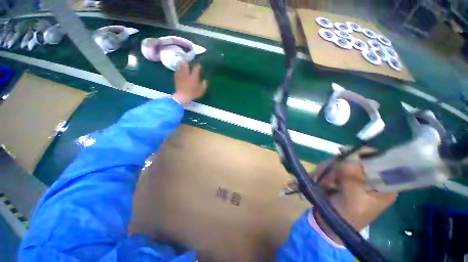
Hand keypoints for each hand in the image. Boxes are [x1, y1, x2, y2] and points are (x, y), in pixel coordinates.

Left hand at [172, 61, 206, 104]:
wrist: (182, 96)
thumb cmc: (193, 93)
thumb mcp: (201, 90)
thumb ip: (204, 85)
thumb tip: (205, 80)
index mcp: (194, 76)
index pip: (196, 68)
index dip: (198, 66)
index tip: (199, 65)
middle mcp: (187, 74)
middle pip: (186, 64)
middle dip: (187, 60)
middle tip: (187, 57)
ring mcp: (181, 75)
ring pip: (180, 66)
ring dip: (181, 62)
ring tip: (181, 60)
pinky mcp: (176, 78)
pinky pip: (176, 71)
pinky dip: (177, 68)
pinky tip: (177, 68)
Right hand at [313, 147, 397, 243]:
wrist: (330, 222)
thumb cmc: (348, 215)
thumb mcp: (353, 197)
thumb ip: (353, 176)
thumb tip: (350, 154)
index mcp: (383, 185)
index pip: (380, 160)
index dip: (363, 154)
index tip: (345, 154)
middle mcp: (370, 178)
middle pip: (356, 158)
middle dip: (339, 165)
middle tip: (330, 175)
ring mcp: (354, 176)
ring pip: (340, 161)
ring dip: (328, 170)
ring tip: (323, 183)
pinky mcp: (341, 177)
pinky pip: (331, 166)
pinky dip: (323, 171)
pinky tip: (320, 180)